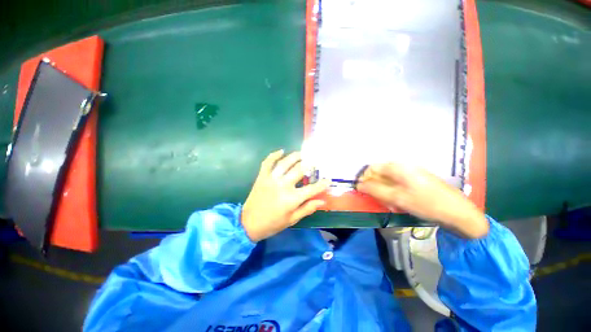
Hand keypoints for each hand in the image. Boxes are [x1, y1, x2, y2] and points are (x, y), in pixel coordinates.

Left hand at [241, 150, 329, 241]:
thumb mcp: (292, 219)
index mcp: (292, 199)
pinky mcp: (262, 177)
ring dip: (295, 156)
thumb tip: (322, 201)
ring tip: (302, 154)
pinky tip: (281, 151)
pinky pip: (268, 162)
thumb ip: (307, 208)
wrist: (248, 223)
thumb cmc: (273, 224)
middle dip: (309, 165)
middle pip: (299, 170)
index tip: (328, 179)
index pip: (312, 189)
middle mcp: (283, 186)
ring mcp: (271, 179)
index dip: (322, 184)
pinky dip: (274, 155)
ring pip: (285, 163)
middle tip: (315, 162)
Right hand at [357, 163, 488, 238]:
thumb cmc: (426, 203)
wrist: (457, 212)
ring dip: (384, 192)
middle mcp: (403, 166)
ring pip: (388, 180)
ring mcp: (410, 172)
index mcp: (398, 166)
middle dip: (376, 187)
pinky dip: (393, 193)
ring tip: (391, 204)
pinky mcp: (415, 179)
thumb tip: (358, 185)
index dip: (364, 179)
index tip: (363, 191)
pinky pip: (397, 184)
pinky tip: (399, 203)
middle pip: (379, 174)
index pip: (372, 168)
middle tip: (380, 201)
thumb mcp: (397, 197)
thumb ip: (375, 190)